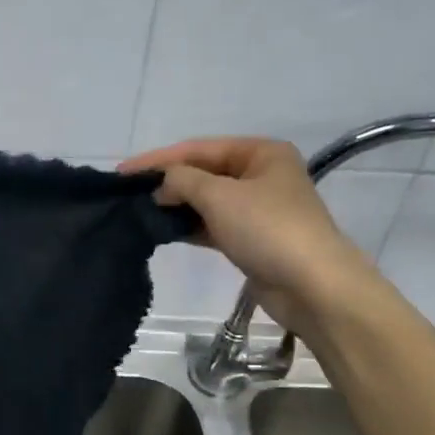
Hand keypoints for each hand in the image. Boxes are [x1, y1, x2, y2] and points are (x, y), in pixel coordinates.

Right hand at [119, 137, 381, 335]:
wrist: (312, 285)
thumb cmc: (268, 229)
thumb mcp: (219, 196)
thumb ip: (182, 181)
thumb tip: (161, 186)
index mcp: (261, 152)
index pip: (199, 148)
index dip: (158, 159)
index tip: (122, 172)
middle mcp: (261, 175)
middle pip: (203, 172)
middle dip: (167, 181)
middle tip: (128, 193)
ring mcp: (258, 209)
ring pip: (207, 200)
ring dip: (176, 205)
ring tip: (140, 212)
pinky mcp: (252, 239)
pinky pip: (213, 225)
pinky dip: (189, 226)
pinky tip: (164, 231)